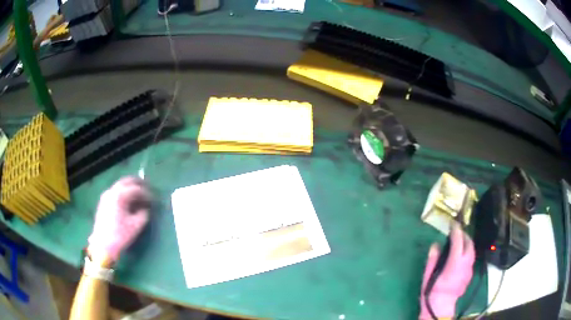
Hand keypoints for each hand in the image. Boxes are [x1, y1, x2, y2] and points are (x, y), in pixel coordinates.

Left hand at [88, 177, 151, 264]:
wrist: (103, 245)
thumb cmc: (120, 235)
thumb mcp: (136, 225)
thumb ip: (143, 214)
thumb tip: (146, 208)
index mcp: (119, 195)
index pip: (136, 189)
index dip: (147, 193)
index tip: (154, 199)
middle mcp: (112, 191)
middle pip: (127, 181)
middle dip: (138, 184)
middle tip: (148, 189)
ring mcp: (106, 196)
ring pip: (120, 186)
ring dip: (131, 188)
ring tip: (139, 197)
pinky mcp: (104, 202)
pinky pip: (116, 192)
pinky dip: (124, 193)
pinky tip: (129, 202)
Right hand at [419, 225, 474, 318]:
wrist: (440, 307)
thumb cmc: (432, 292)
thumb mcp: (428, 276)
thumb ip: (433, 259)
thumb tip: (435, 245)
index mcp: (454, 265)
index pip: (458, 243)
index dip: (456, 231)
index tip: (453, 224)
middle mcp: (465, 266)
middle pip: (469, 245)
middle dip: (464, 235)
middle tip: (457, 231)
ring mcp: (469, 270)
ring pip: (472, 251)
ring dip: (467, 243)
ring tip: (460, 241)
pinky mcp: (470, 275)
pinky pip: (471, 259)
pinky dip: (467, 253)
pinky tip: (461, 256)